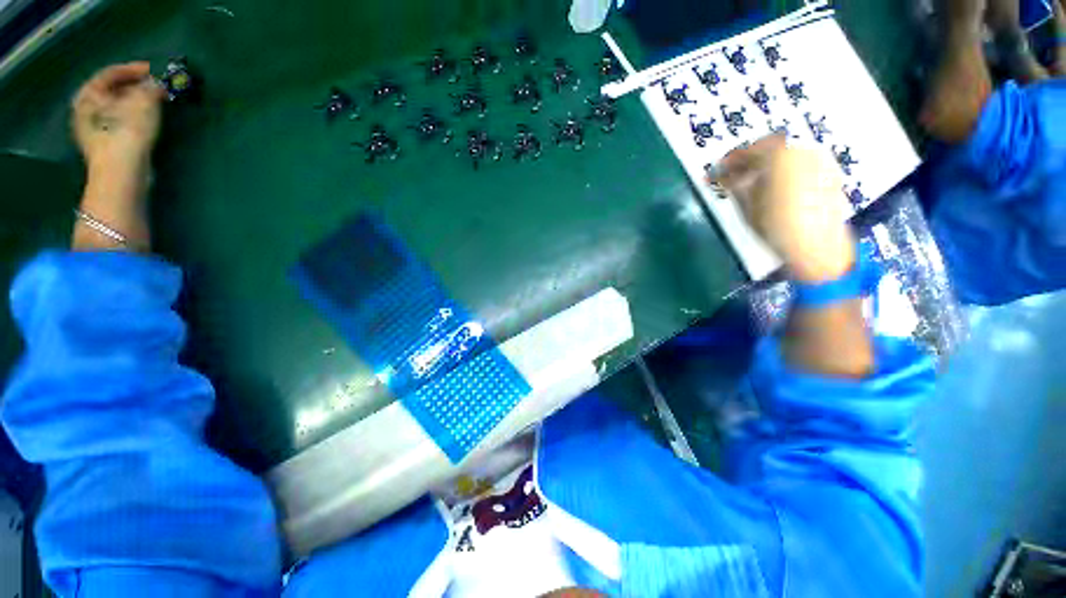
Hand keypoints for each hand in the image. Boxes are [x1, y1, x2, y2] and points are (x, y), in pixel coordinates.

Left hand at [71, 62, 164, 171]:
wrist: (122, 175)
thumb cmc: (127, 134)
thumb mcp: (143, 104)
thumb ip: (151, 89)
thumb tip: (157, 83)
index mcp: (88, 95)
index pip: (110, 73)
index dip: (133, 69)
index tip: (154, 70)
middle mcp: (86, 109)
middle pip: (112, 91)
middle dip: (134, 88)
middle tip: (155, 87)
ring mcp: (93, 130)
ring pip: (115, 108)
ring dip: (134, 103)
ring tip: (154, 104)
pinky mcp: (105, 146)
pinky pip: (119, 123)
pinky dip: (132, 118)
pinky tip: (146, 121)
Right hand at [711, 135, 854, 282]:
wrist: (816, 245)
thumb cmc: (776, 225)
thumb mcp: (746, 205)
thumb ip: (733, 185)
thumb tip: (720, 175)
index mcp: (779, 155)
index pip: (747, 151)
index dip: (728, 162)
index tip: (714, 173)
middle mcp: (802, 150)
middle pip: (768, 148)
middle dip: (747, 161)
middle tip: (732, 177)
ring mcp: (819, 160)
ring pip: (785, 155)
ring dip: (765, 165)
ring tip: (751, 184)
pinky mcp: (829, 173)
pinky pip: (799, 164)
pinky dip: (783, 171)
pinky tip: (773, 187)